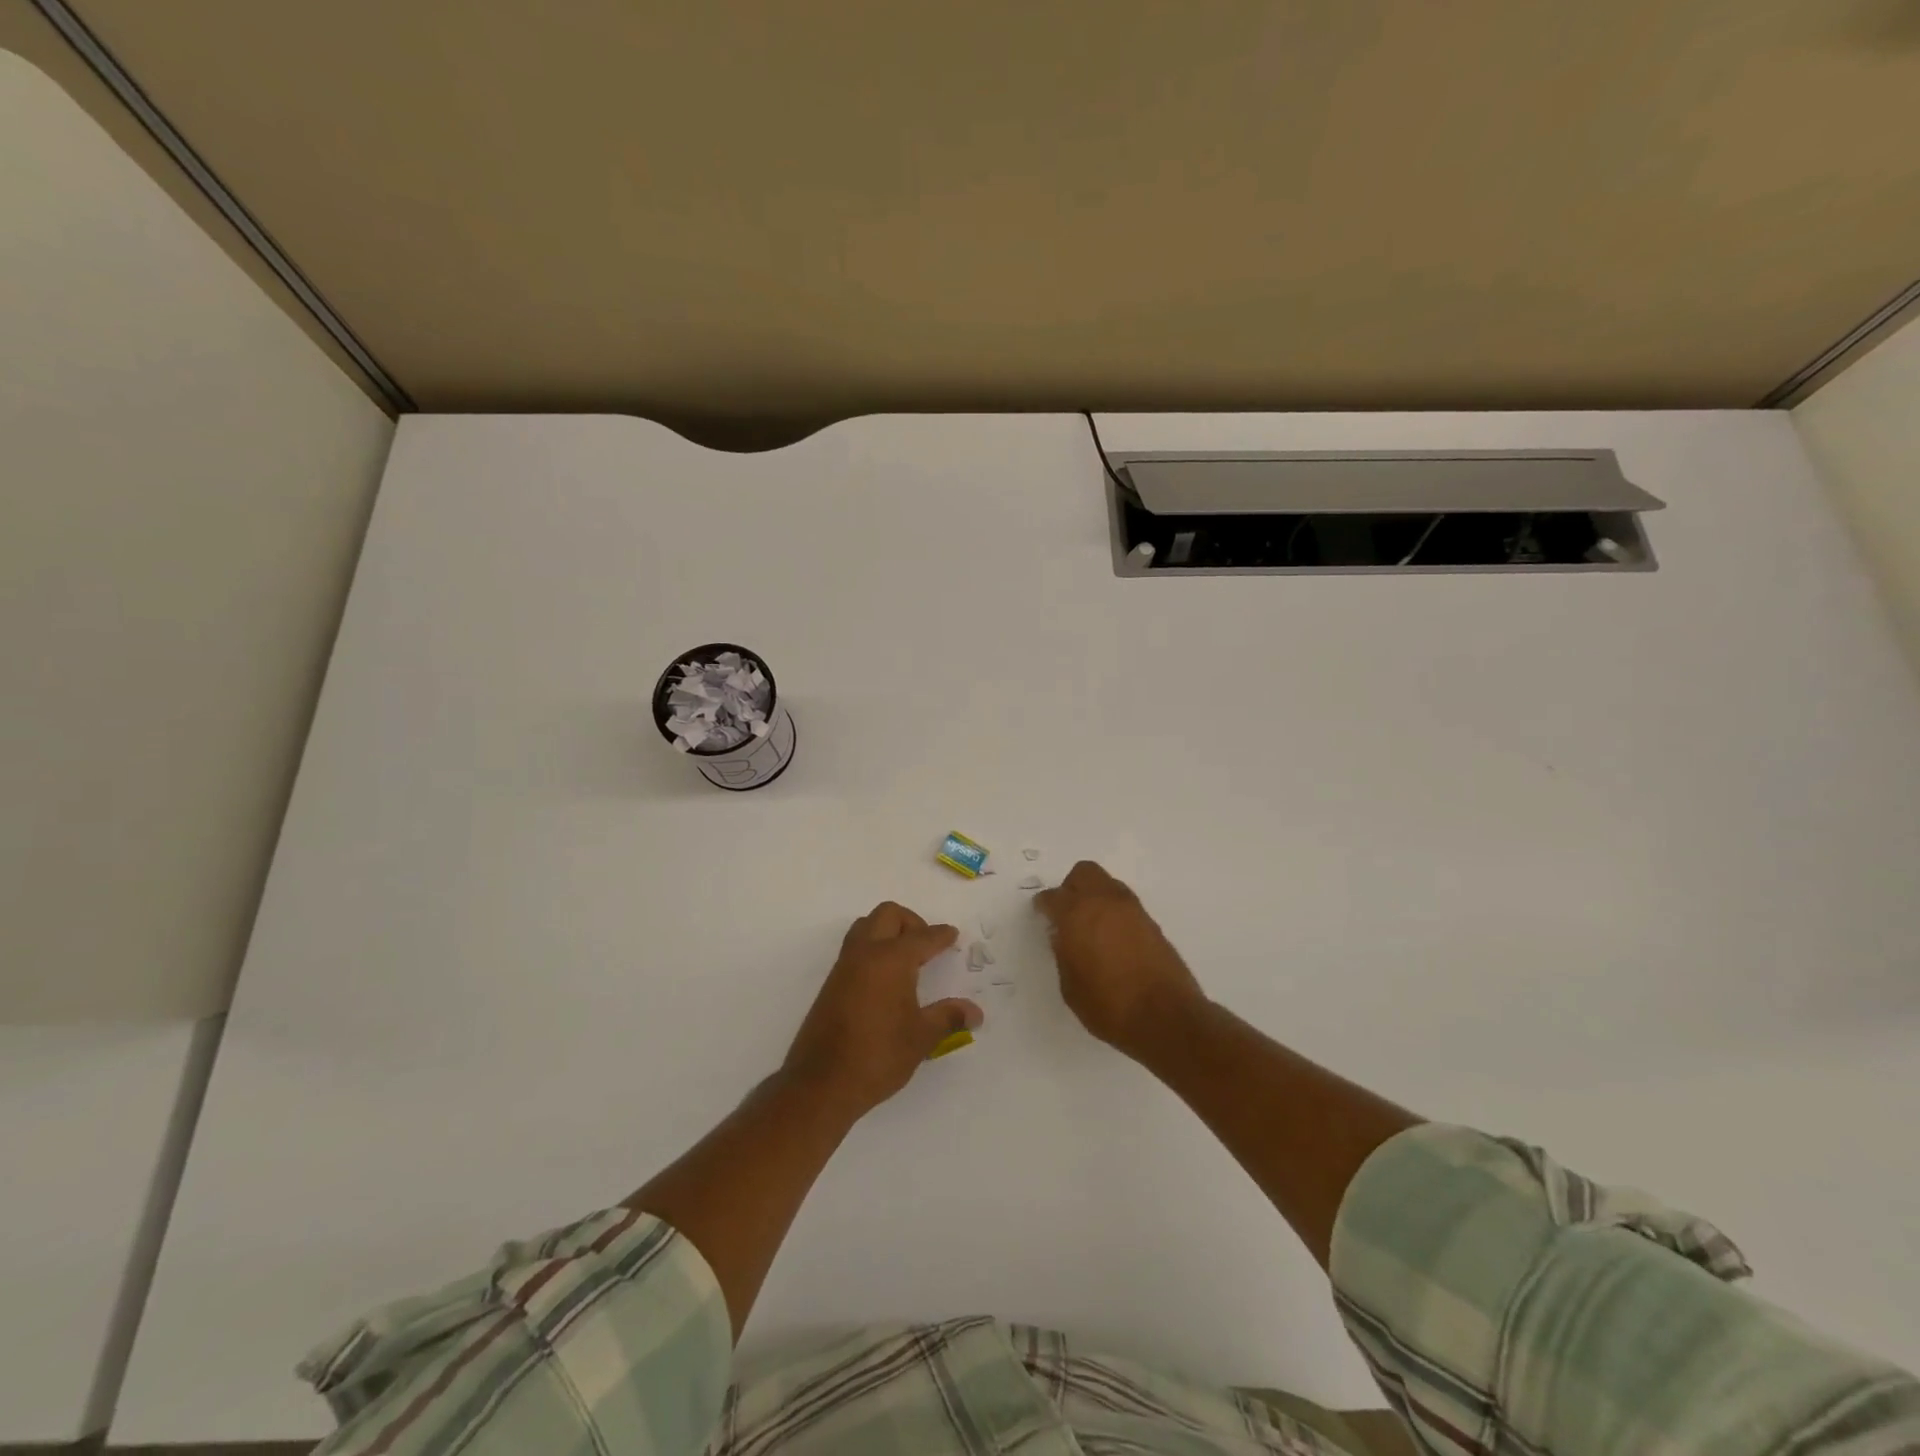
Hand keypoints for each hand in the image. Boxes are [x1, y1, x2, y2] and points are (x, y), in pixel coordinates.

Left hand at [782, 902, 980, 1117]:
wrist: (822, 1083)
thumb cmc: (878, 1055)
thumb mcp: (921, 1037)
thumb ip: (949, 1017)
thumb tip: (975, 1012)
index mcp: (892, 959)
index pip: (923, 936)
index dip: (941, 935)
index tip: (953, 935)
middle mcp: (866, 952)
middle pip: (889, 915)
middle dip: (912, 922)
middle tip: (927, 946)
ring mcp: (845, 966)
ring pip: (866, 926)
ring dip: (887, 931)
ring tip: (906, 959)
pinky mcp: (832, 982)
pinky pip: (855, 948)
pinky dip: (873, 948)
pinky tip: (886, 978)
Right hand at [1035, 861, 1204, 1058]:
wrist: (1165, 1017)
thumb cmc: (1108, 1006)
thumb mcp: (1070, 986)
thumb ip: (1063, 954)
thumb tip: (1063, 937)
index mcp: (1076, 914)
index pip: (1053, 897)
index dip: (1044, 905)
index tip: (1041, 915)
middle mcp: (1104, 902)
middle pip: (1084, 873)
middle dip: (1071, 887)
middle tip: (1066, 912)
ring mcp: (1132, 909)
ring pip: (1107, 884)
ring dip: (1095, 896)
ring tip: (1091, 925)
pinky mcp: (1152, 922)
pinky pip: (1125, 904)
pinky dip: (1114, 911)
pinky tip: (1112, 937)